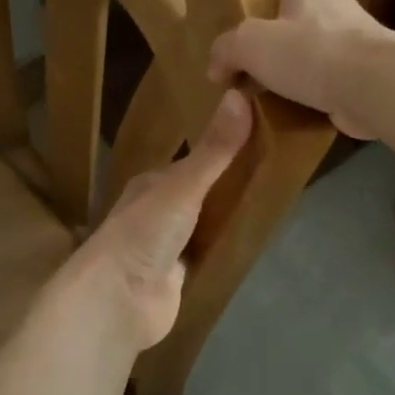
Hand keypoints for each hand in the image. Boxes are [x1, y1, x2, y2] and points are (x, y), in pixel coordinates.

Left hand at [48, 89, 252, 353]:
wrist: (117, 300)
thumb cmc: (144, 232)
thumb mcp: (184, 185)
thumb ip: (215, 149)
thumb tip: (241, 94)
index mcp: (153, 183)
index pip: (194, 160)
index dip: (223, 150)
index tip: (261, 140)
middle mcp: (158, 211)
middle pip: (202, 193)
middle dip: (230, 187)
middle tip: (277, 174)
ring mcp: (167, 246)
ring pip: (205, 225)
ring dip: (229, 218)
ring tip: (273, 204)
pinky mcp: (177, 278)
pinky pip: (207, 256)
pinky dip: (224, 250)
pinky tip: (252, 244)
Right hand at [208, 0, 389, 138]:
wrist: (372, 87)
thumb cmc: (308, 51)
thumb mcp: (248, 43)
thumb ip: (224, 49)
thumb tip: (216, 70)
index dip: (252, 11)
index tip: (237, 40)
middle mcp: (333, 2)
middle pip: (288, 23)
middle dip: (268, 47)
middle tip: (243, 73)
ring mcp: (352, 39)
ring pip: (306, 54)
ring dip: (288, 75)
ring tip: (263, 97)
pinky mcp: (362, 72)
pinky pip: (324, 81)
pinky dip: (308, 95)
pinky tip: (290, 112)